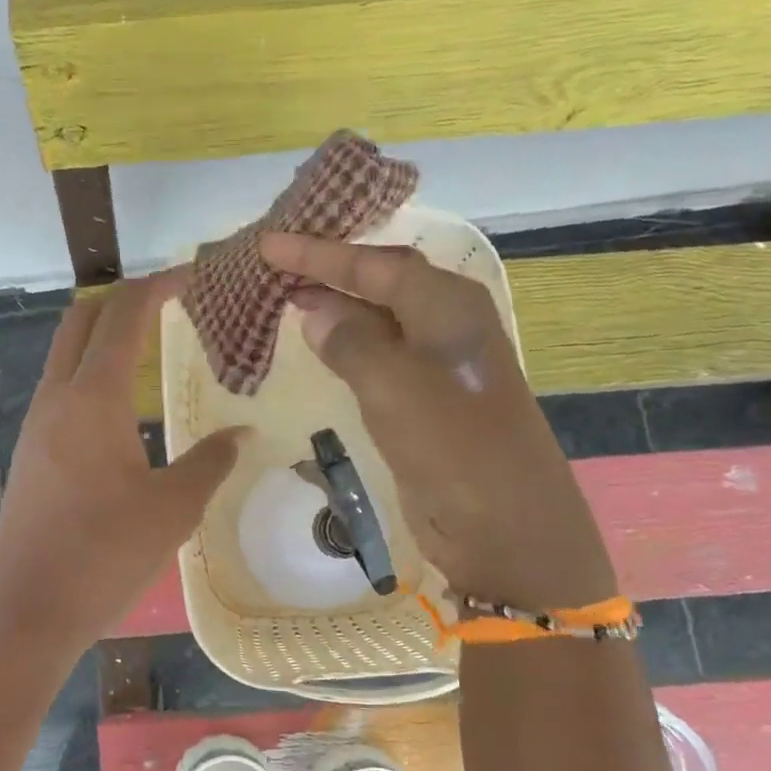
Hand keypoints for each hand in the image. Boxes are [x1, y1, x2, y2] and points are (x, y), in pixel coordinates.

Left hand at [0, 270, 242, 675]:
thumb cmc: (104, 555)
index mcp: (92, 398)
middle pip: (82, 320)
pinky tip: (122, 407)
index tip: (190, 275)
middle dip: (123, 298)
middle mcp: (56, 397)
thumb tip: (241, 432)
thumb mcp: (172, 508)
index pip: (123, 315)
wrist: (29, 609)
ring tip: (151, 347)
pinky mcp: (29, 452)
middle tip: (168, 301)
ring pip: (65, 354)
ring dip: (103, 336)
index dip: (157, 286)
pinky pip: (61, 390)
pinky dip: (91, 374)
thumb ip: (210, 461)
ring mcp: (35, 424)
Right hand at [260, 232, 615, 612]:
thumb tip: (315, 312)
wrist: (504, 526)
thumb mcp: (392, 386)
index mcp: (447, 304)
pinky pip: (377, 355)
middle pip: (378, 282)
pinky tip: (318, 344)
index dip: (317, 253)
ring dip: (333, 306)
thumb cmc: (452, 446)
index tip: (266, 244)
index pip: (373, 265)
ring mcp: (437, 362)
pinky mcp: (425, 398)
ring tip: (284, 296)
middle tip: (271, 264)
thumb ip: (349, 341)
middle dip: (326, 271)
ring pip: (376, 318)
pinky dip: (345, 344)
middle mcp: (445, 322)